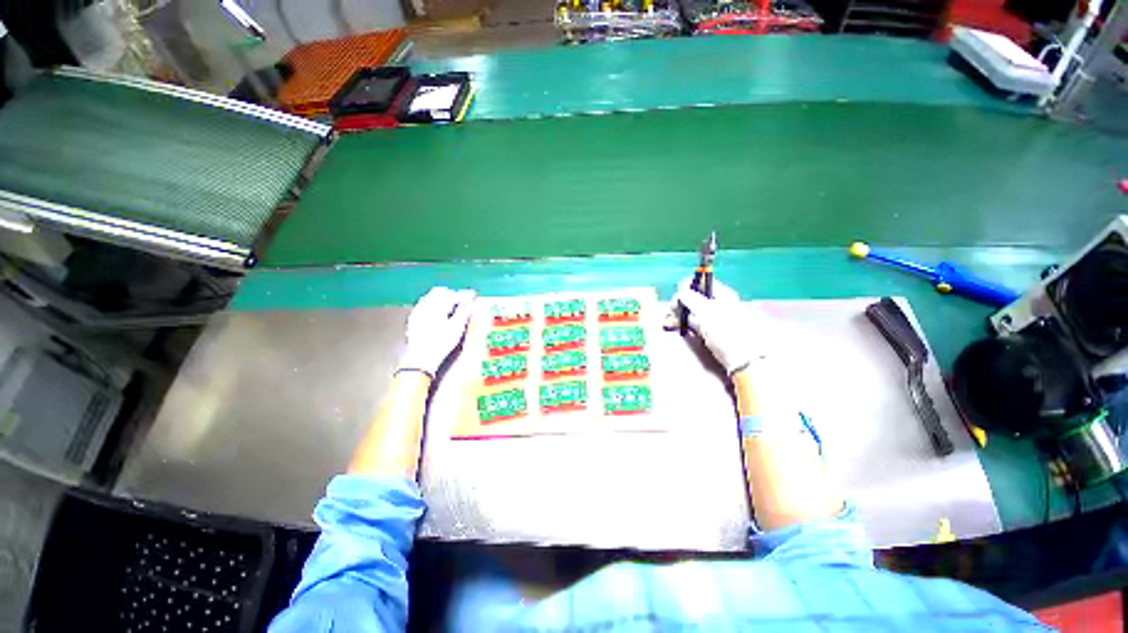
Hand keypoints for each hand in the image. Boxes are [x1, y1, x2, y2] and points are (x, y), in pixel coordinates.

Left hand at [397, 287, 476, 377]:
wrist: (421, 358)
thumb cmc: (441, 343)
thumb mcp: (457, 327)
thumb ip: (465, 311)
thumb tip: (472, 301)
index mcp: (436, 305)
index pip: (452, 294)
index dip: (465, 295)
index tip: (473, 296)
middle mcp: (424, 305)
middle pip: (440, 293)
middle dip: (453, 295)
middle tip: (464, 300)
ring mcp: (418, 312)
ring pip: (431, 298)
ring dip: (443, 299)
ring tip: (454, 307)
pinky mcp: (414, 320)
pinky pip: (425, 305)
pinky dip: (435, 306)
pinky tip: (441, 314)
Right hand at [672, 277, 760, 375]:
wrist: (742, 358)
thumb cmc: (725, 330)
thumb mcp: (705, 310)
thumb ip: (690, 298)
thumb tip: (679, 292)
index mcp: (721, 293)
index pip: (700, 282)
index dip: (686, 287)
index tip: (676, 298)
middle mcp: (718, 303)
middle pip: (695, 296)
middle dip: (681, 302)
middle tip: (670, 312)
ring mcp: (715, 318)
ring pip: (693, 310)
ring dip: (681, 313)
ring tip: (671, 321)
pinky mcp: (712, 331)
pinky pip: (695, 323)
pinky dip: (686, 324)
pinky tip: (680, 328)